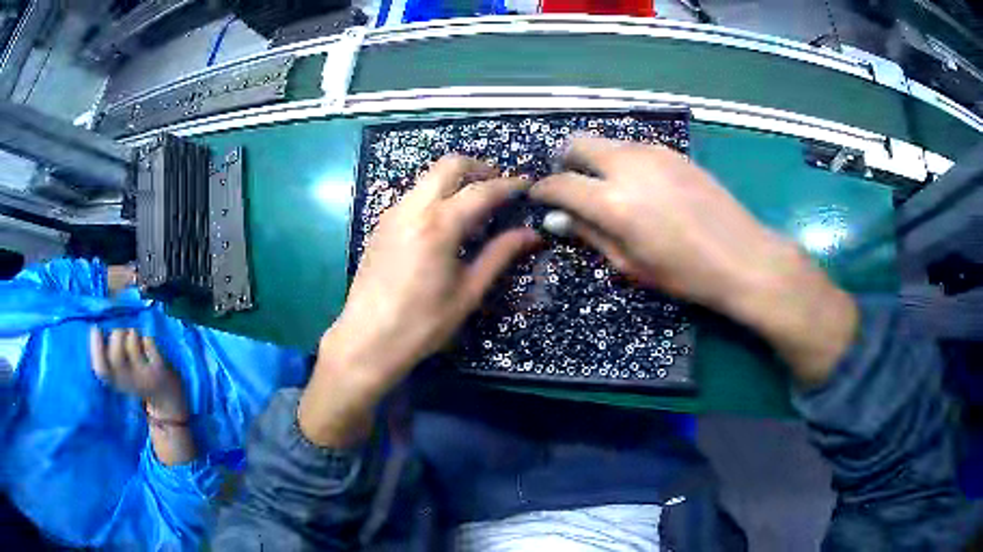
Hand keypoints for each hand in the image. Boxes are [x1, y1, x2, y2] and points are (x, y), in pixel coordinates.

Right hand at [90, 327, 187, 420]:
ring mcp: (146, 376)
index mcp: (116, 383)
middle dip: (116, 335)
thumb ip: (109, 357)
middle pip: (116, 354)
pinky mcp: (160, 368)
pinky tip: (148, 347)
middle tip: (121, 333)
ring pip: (132, 341)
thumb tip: (97, 329)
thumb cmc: (138, 379)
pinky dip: (147, 339)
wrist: (168, 398)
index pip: (101, 370)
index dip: (95, 349)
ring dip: (132, 334)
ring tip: (136, 340)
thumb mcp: (120, 374)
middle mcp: (130, 382)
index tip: (95, 329)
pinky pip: (148, 341)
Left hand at [299, 155, 540, 446]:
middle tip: (499, 187)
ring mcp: (393, 213)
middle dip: (479, 168)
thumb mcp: (468, 292)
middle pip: (450, 165)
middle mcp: (413, 207)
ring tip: (476, 204)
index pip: (482, 191)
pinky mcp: (382, 224)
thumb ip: (500, 255)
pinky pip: (415, 194)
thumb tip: (531, 234)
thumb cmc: (422, 323)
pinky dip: (436, 194)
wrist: (367, 339)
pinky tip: (446, 221)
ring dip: (456, 180)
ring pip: (429, 177)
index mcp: (439, 224)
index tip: (528, 186)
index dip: (509, 185)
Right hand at [532, 137, 857, 386]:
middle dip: (565, 161)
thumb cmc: (685, 274)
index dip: (544, 190)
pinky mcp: (674, 152)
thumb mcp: (631, 264)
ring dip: (597, 160)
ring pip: (609, 143)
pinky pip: (635, 148)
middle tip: (570, 184)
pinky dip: (624, 161)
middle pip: (579, 143)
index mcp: (613, 201)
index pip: (561, 184)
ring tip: (608, 187)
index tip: (540, 197)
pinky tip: (640, 185)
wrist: (742, 257)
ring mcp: (654, 153)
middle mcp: (628, 165)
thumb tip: (558, 219)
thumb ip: (591, 234)